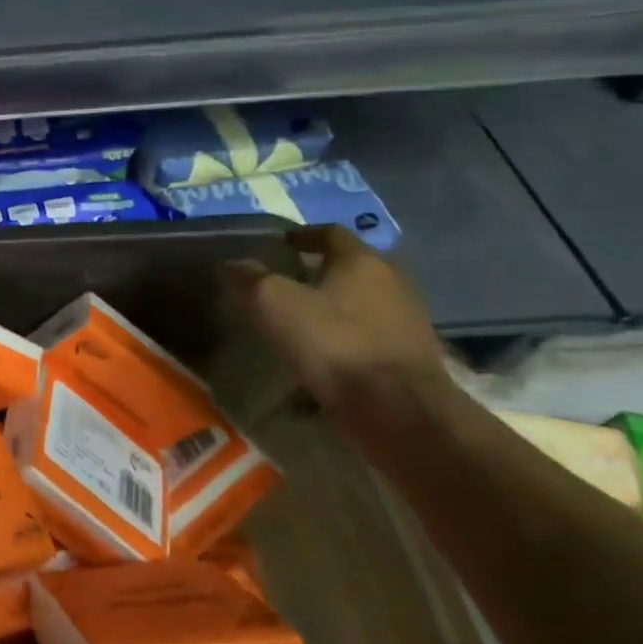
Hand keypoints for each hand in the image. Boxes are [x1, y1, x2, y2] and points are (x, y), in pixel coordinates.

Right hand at [224, 226, 448, 424]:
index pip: (331, 233)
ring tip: (301, 322)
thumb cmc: (333, 342)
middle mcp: (393, 283)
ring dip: (334, 308)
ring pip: (362, 303)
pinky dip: (346, 339)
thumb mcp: (273, 303)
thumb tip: (231, 265)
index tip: (279, 245)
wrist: (399, 411)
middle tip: (286, 283)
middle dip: (320, 272)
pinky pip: (370, 337)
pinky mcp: (411, 358)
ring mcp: (408, 322)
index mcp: (362, 261)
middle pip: (352, 267)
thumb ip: (249, 278)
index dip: (303, 235)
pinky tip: (323, 357)